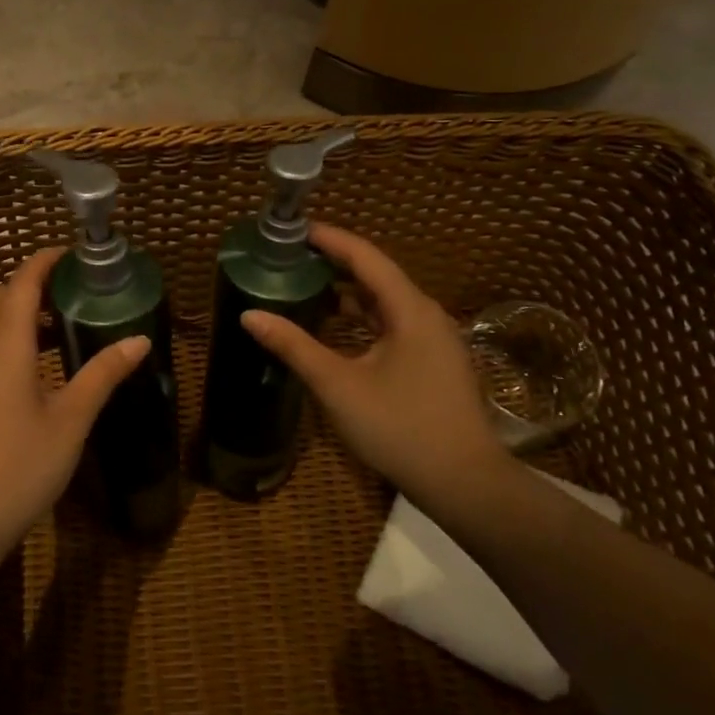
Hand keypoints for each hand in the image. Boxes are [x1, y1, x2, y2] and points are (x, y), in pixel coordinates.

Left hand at [0, 248, 150, 561]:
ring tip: (62, 329)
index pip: (22, 282)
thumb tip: (139, 339)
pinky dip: (6, 341)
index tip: (72, 253)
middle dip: (32, 285)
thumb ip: (103, 374)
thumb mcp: (70, 420)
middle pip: (0, 297)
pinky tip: (33, 371)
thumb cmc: (19, 466)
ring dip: (19, 315)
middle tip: (72, 292)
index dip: (45, 261)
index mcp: (5, 344)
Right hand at [241, 224, 518, 515]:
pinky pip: (393, 322)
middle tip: (291, 255)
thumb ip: (293, 346)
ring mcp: (434, 339)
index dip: (330, 238)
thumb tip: (249, 315)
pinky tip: (336, 326)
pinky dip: (362, 316)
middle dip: (334, 261)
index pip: (365, 256)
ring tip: (306, 284)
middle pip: (377, 274)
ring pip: (385, 300)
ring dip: (348, 290)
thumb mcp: (338, 385)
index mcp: (410, 310)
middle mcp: (426, 314)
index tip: (294, 229)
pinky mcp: (433, 361)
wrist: (465, 484)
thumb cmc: (400, 428)